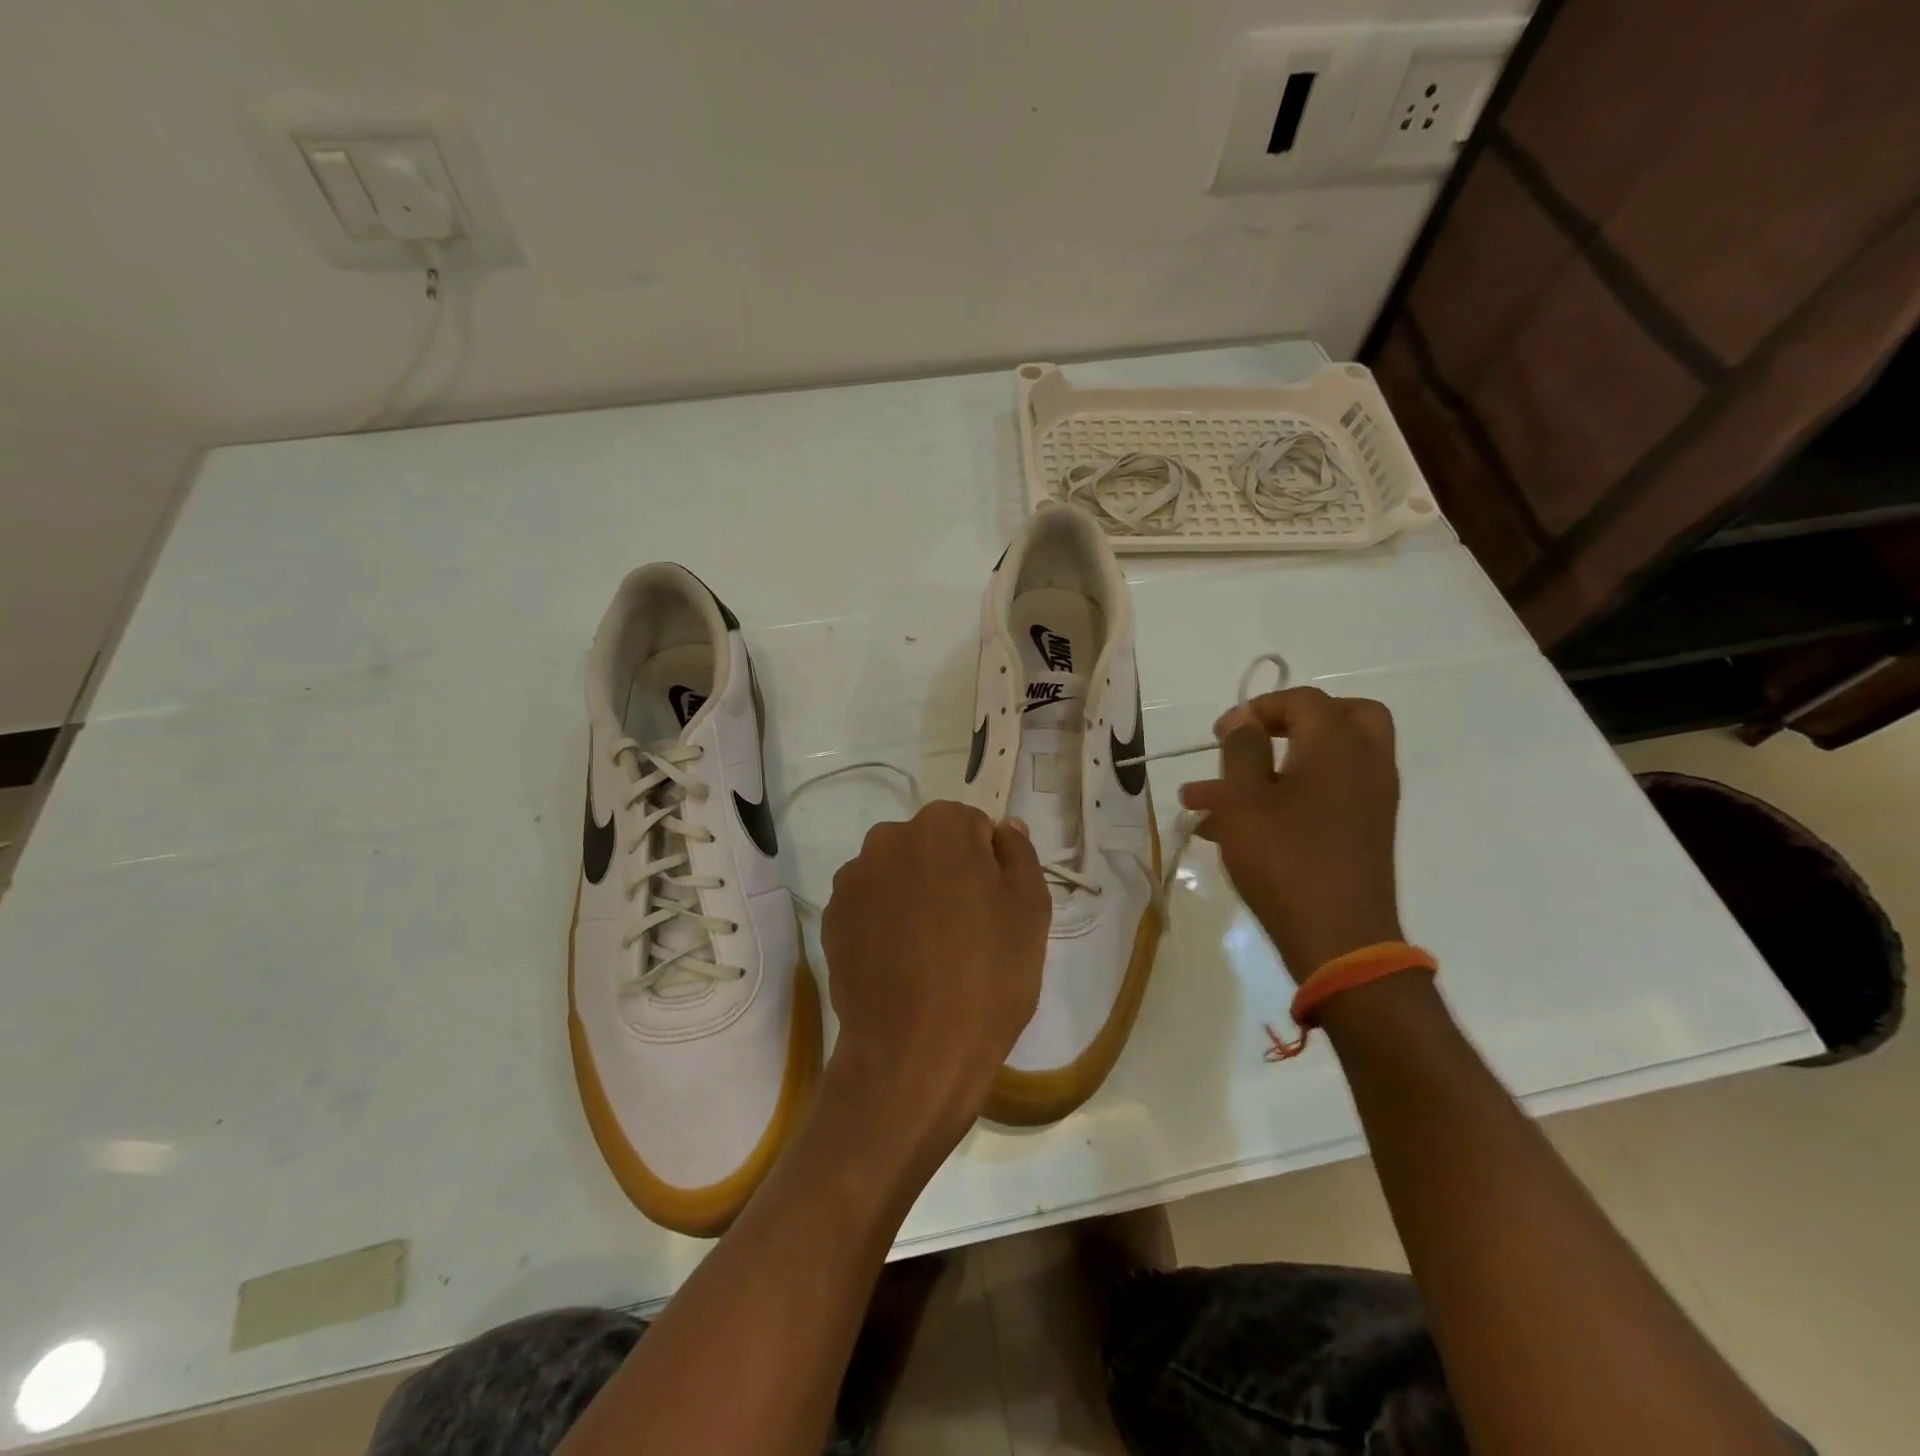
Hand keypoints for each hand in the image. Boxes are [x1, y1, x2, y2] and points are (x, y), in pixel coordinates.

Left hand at [820, 801, 1049, 1156]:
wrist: (914, 1053)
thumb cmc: (987, 975)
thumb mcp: (1031, 910)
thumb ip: (1020, 854)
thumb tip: (1006, 828)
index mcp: (940, 826)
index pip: (973, 826)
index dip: (989, 864)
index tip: (994, 907)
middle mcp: (887, 838)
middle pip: (930, 845)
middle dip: (948, 872)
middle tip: (968, 929)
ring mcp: (852, 880)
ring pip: (897, 874)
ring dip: (913, 895)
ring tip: (931, 953)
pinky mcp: (831, 919)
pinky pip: (870, 906)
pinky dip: (884, 923)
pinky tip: (900, 966)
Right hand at [1179, 686, 1402, 982]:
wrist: (1338, 940)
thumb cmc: (1284, 859)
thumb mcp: (1244, 800)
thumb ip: (1242, 750)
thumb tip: (1244, 720)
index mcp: (1338, 745)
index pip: (1303, 700)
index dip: (1257, 708)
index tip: (1220, 734)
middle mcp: (1365, 764)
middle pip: (1344, 717)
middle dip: (1296, 720)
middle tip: (1259, 735)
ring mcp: (1371, 801)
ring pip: (1328, 762)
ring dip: (1275, 767)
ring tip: (1209, 797)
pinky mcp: (1364, 833)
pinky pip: (1328, 795)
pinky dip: (1291, 795)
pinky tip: (1233, 827)